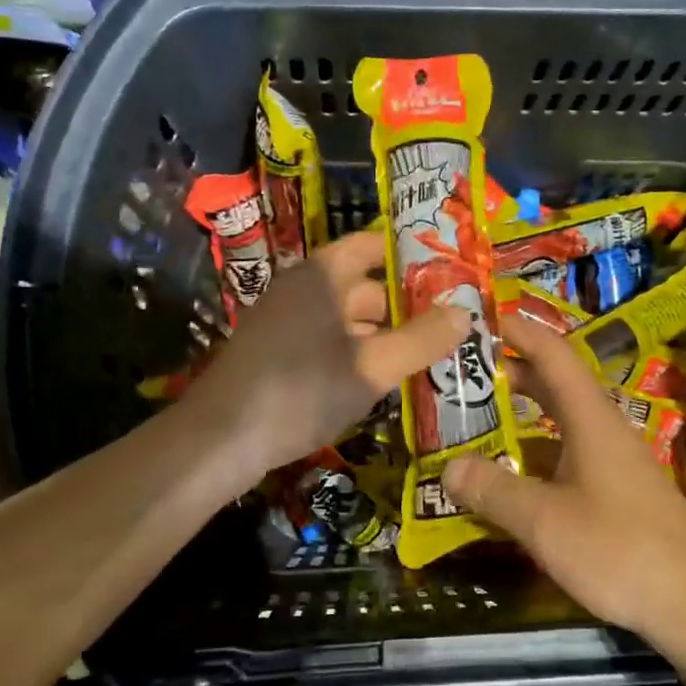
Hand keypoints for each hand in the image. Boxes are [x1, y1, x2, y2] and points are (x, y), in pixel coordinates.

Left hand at [187, 231, 467, 478]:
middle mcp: (303, 290)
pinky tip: (385, 378)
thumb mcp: (372, 367)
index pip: (372, 245)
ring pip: (349, 319)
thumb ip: (421, 339)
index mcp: (323, 276)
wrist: (219, 440)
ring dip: (387, 333)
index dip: (411, 253)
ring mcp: (287, 323)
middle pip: (365, 286)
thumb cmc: (301, 389)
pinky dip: (360, 353)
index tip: (451, 269)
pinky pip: (330, 343)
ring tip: (430, 352)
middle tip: (453, 320)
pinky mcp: (279, 356)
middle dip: (408, 303)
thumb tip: (466, 313)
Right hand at [441, 314, 685, 644]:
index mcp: (591, 419)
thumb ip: (494, 491)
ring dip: (520, 420)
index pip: (553, 356)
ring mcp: (614, 463)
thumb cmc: (618, 549)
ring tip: (475, 424)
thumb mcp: (544, 521)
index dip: (519, 332)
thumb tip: (448, 469)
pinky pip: (568, 458)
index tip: (481, 318)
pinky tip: (510, 480)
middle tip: (463, 375)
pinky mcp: (619, 493)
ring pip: (560, 425)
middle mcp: (605, 431)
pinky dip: (535, 456)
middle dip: (510, 375)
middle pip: (555, 386)